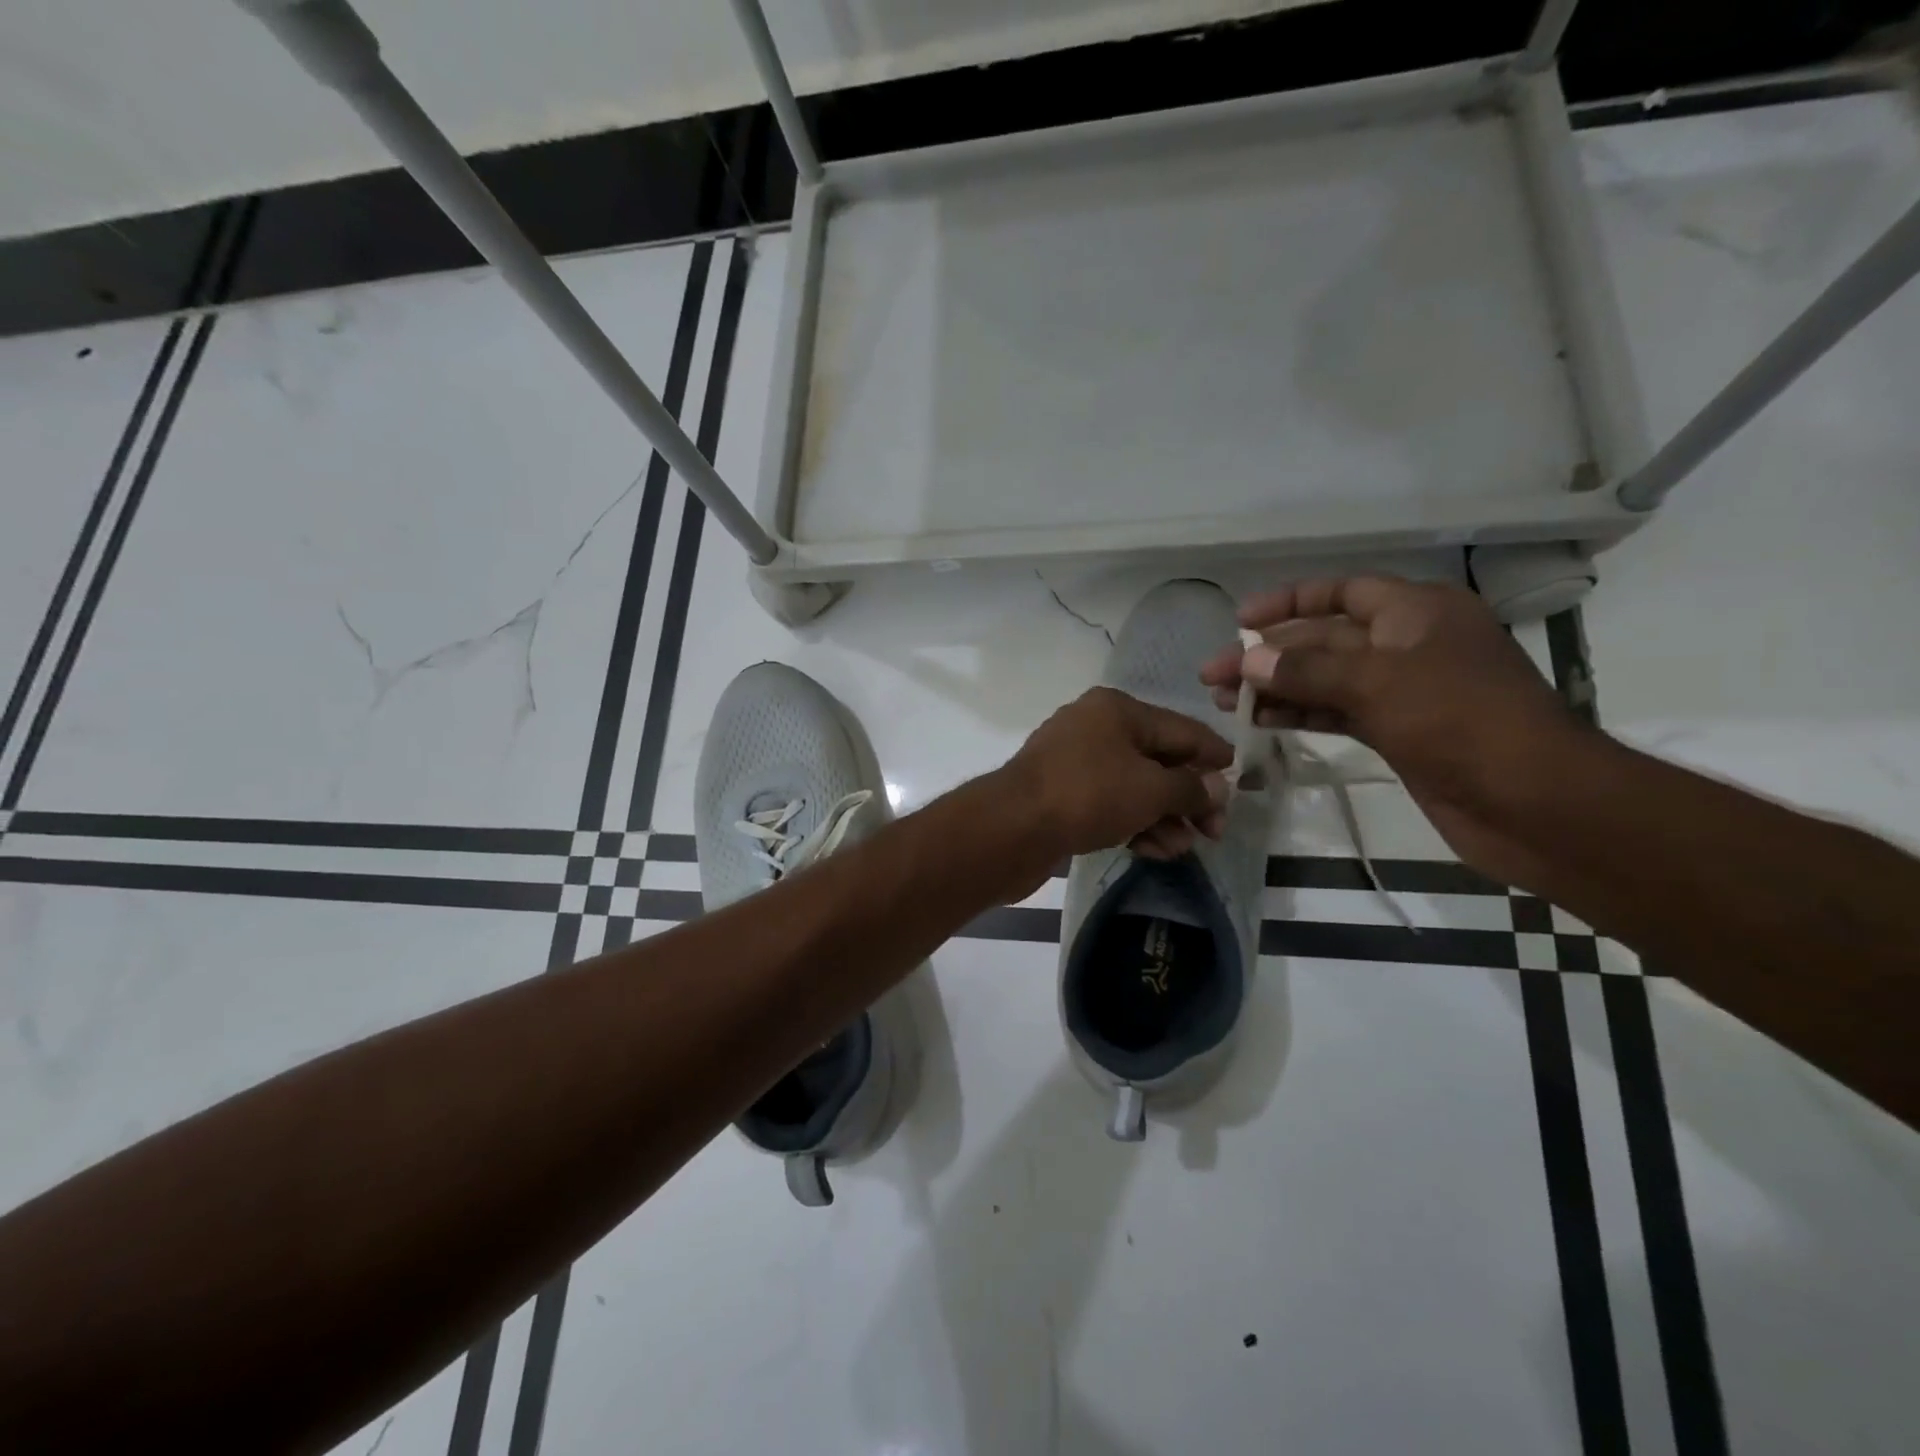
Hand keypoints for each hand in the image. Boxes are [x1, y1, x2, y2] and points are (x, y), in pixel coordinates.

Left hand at [1000, 687, 1230, 866]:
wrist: (1011, 828)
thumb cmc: (1088, 795)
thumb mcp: (1150, 789)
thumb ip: (1190, 788)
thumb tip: (1217, 788)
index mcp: (1117, 710)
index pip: (1182, 729)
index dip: (1215, 756)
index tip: (1244, 783)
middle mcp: (1095, 728)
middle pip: (1158, 760)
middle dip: (1189, 797)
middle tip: (1214, 831)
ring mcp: (1075, 763)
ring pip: (1134, 787)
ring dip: (1164, 817)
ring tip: (1183, 848)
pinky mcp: (1061, 796)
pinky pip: (1110, 805)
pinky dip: (1134, 824)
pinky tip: (1154, 850)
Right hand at [1198, 576, 1583, 882]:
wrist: (1533, 803)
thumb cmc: (1461, 722)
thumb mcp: (1378, 683)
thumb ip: (1306, 670)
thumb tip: (1248, 661)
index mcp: (1418, 612)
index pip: (1342, 592)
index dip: (1288, 602)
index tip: (1239, 620)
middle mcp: (1408, 643)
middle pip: (1324, 638)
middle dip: (1268, 654)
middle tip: (1213, 674)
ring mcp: (1404, 691)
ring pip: (1325, 679)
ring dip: (1276, 687)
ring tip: (1223, 702)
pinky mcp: (1399, 732)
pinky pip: (1337, 712)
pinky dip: (1299, 714)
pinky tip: (1260, 722)